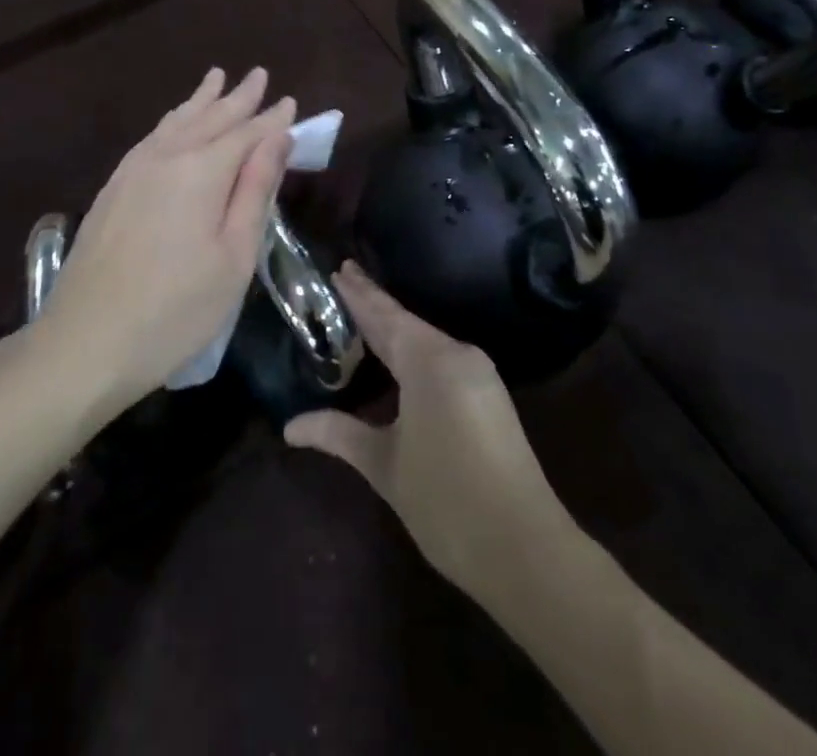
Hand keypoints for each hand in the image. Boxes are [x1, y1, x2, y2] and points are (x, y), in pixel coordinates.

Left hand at [36, 67, 295, 413]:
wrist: (84, 343)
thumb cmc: (175, 310)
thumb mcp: (233, 257)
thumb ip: (255, 192)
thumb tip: (277, 140)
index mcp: (201, 173)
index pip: (247, 134)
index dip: (272, 119)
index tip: (292, 102)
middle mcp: (166, 158)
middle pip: (210, 118)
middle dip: (238, 97)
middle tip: (259, 74)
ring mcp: (132, 171)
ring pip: (176, 122)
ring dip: (201, 100)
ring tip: (217, 78)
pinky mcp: (112, 189)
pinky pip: (151, 137)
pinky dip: (172, 121)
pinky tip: (175, 123)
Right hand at [284, 264, 572, 601]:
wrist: (525, 549)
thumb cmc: (446, 500)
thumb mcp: (384, 465)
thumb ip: (339, 434)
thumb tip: (290, 426)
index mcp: (429, 360)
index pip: (384, 315)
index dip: (359, 293)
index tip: (339, 268)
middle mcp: (457, 354)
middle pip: (406, 322)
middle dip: (374, 304)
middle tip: (345, 279)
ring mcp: (478, 374)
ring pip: (426, 341)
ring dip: (395, 329)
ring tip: (364, 315)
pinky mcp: (489, 396)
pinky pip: (442, 359)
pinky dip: (414, 352)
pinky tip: (399, 358)